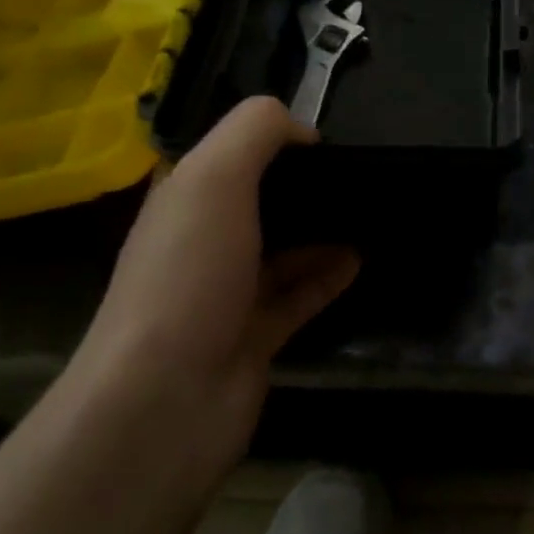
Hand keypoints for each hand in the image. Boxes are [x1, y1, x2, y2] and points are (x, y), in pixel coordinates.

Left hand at [74, 97, 358, 462]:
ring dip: (322, 228)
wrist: (165, 402)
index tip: (322, 139)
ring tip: (369, 210)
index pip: (229, 154)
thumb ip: (256, 131)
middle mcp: (201, 242)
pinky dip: (328, 275)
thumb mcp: (214, 177)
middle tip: (357, 173)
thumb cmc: (188, 274)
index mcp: (183, 201)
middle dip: (304, 184)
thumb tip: (303, 131)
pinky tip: (359, 258)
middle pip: (259, 200)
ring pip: (283, 248)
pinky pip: (299, 295)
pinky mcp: (254, 337)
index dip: (273, 139)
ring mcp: (227, 293)